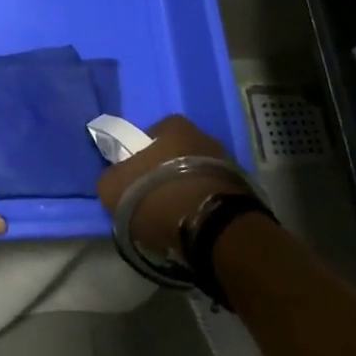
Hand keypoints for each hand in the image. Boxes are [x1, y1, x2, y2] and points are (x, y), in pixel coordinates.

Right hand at [96, 116, 248, 256]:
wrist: (213, 229)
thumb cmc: (158, 197)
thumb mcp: (113, 188)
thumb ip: (112, 177)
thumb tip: (117, 180)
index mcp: (174, 126)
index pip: (151, 134)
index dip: (140, 155)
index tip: (134, 179)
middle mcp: (204, 136)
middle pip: (176, 154)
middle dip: (165, 172)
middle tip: (152, 199)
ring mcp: (228, 164)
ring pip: (196, 175)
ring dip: (185, 190)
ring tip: (173, 218)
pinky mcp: (243, 192)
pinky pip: (212, 195)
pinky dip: (202, 206)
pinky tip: (193, 225)